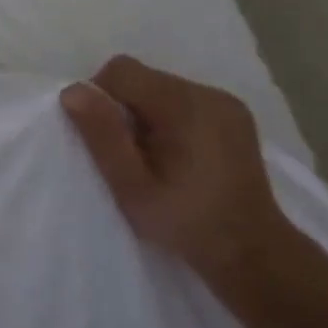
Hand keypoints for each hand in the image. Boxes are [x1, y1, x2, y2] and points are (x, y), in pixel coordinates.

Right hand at [61, 55, 292, 290]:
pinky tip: (179, 155)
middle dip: (125, 108)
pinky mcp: (235, 115)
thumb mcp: (133, 187)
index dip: (100, 97)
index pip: (121, 70)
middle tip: (129, 154)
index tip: (106, 139)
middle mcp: (207, 93)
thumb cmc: (187, 224)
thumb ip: (103, 136)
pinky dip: (170, 118)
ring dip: (147, 114)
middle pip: (143, 77)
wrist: (254, 256)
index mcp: (183, 105)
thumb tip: (73, 91)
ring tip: (154, 157)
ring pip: (162, 87)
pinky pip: (185, 100)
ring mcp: (225, 102)